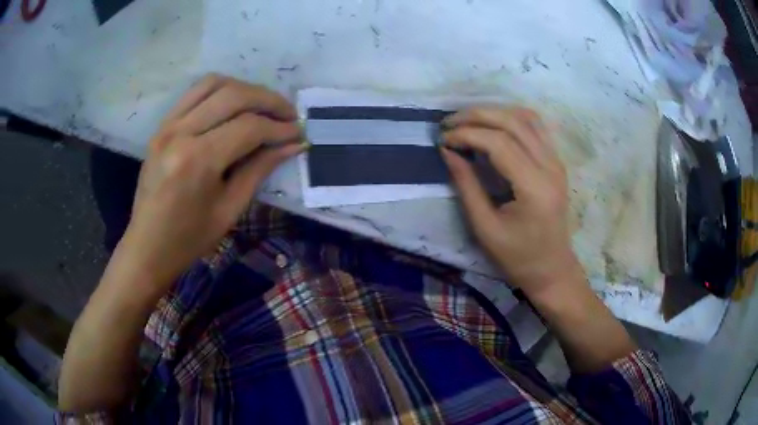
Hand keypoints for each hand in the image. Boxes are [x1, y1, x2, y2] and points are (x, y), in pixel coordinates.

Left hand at [118, 74, 305, 289]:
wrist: (147, 247)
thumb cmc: (189, 239)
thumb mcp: (230, 209)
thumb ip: (260, 169)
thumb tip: (294, 144)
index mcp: (197, 161)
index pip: (248, 128)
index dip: (279, 128)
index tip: (299, 133)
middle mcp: (180, 133)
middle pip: (234, 96)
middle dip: (269, 100)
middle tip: (289, 114)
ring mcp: (167, 125)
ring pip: (214, 84)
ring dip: (245, 89)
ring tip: (263, 106)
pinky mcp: (162, 126)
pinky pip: (194, 92)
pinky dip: (221, 90)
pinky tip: (235, 104)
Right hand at [441, 107, 580, 296]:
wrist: (552, 269)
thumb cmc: (518, 257)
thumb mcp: (485, 228)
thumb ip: (466, 185)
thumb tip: (448, 151)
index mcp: (534, 187)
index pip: (499, 142)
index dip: (466, 134)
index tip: (443, 140)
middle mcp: (550, 167)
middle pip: (512, 122)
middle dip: (476, 116)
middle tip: (449, 123)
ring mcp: (556, 161)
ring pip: (526, 117)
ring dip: (493, 112)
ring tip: (467, 121)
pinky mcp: (556, 162)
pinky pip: (535, 127)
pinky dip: (511, 117)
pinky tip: (493, 124)